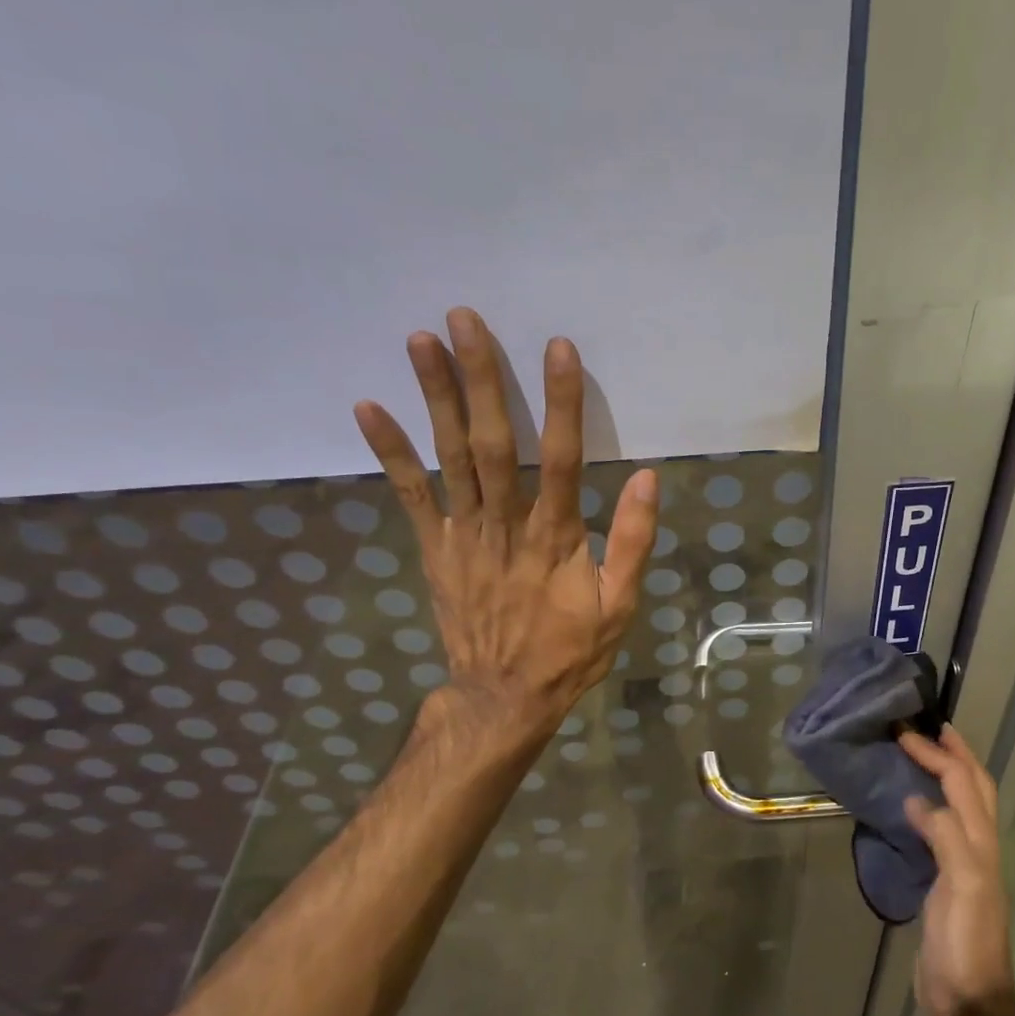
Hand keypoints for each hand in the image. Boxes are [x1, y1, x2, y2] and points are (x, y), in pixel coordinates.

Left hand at [353, 307, 657, 733]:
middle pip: (494, 443)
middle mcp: (506, 525)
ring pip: (450, 457)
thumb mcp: (620, 606)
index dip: (561, 402)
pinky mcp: (435, 549)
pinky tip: (369, 408)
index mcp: (556, 537)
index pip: (563, 458)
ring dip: (435, 397)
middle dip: (482, 379)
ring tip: (420, 339)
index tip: (557, 348)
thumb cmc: (569, 650)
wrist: (504, 696)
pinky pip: (411, 496)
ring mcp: (464, 535)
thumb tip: (646, 479)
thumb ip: (633, 542)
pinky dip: (391, 452)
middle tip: (465, 318)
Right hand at [901, 725, 1014, 1015]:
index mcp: (982, 843)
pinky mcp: (945, 883)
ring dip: (947, 776)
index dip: (939, 755)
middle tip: (930, 729)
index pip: (963, 784)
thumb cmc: (966, 944)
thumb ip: (947, 838)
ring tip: (922, 757)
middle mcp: (978, 847)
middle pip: (974, 788)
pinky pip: (940, 831)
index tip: (907, 732)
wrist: (968, 1001)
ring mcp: (963, 865)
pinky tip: (910, 808)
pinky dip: (930, 807)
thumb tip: (918, 800)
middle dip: (955, 754)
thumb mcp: (963, 887)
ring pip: (961, 807)